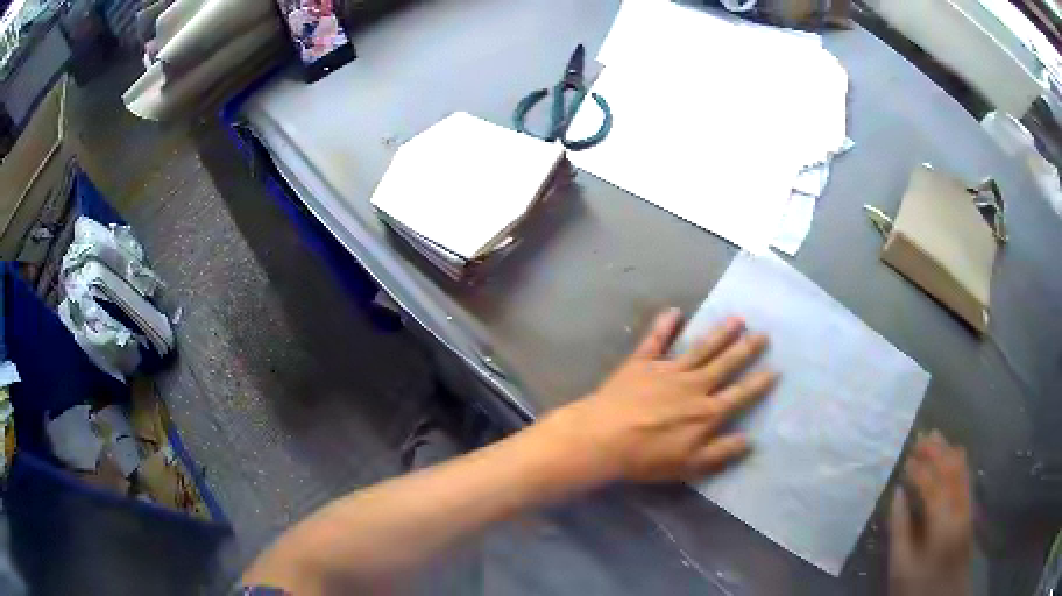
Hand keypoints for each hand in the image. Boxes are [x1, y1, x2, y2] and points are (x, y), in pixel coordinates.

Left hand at [540, 308, 775, 485]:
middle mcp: (693, 385)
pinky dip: (664, 325)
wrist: (603, 439)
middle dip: (746, 349)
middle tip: (763, 333)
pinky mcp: (642, 362)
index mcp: (706, 412)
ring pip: (700, 348)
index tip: (775, 369)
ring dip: (719, 333)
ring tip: (736, 318)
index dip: (758, 383)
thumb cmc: (647, 457)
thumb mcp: (690, 465)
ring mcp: (667, 370)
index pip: (739, 394)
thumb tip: (750, 439)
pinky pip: (656, 340)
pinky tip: (674, 311)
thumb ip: (721, 452)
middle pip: (725, 364)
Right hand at [889, 431, 972, 595]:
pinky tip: (950, 456)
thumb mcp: (900, 566)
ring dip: (948, 451)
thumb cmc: (918, 585)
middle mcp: (960, 507)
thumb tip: (897, 494)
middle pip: (952, 470)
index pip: (932, 484)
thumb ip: (899, 529)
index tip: (904, 459)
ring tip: (934, 438)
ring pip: (962, 469)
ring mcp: (968, 507)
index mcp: (942, 523)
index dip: (918, 469)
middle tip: (920, 437)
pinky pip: (966, 477)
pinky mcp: (970, 510)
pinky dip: (957, 462)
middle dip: (936, 451)